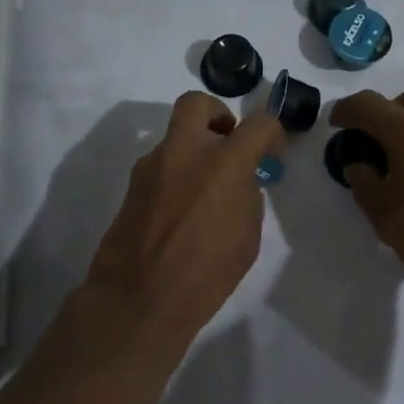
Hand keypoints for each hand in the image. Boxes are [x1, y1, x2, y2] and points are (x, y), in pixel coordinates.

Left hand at [81, 92, 283, 349]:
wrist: (139, 299)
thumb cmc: (206, 274)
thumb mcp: (247, 236)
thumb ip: (246, 196)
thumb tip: (240, 180)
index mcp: (223, 164)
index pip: (258, 123)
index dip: (272, 131)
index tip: (272, 150)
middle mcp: (184, 153)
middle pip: (197, 103)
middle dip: (216, 113)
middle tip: (227, 140)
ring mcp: (152, 166)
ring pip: (175, 138)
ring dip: (193, 151)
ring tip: (203, 192)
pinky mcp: (132, 185)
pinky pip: (160, 166)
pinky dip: (175, 175)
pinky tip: (179, 211)